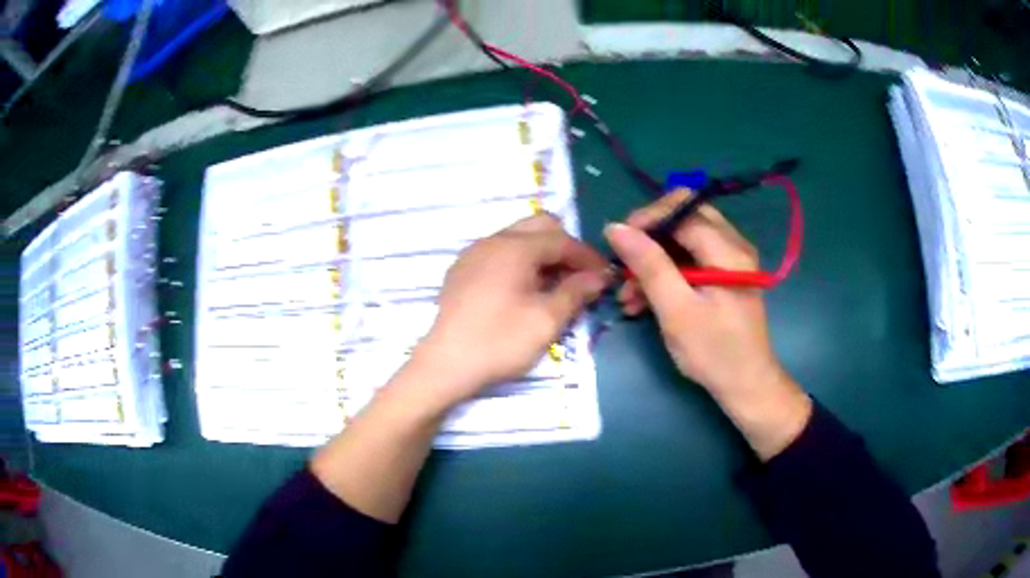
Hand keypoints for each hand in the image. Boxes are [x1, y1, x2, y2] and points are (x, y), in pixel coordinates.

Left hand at [415, 213, 607, 406]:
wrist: (446, 364)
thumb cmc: (500, 342)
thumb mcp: (546, 320)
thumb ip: (575, 292)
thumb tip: (597, 278)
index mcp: (515, 248)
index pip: (561, 239)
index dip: (587, 257)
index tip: (605, 277)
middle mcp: (492, 241)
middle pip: (538, 228)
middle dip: (564, 247)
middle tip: (579, 277)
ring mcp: (473, 254)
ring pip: (517, 239)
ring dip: (541, 254)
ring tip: (555, 285)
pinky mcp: (461, 271)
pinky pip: (498, 254)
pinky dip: (519, 263)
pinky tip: (523, 291)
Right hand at [605, 190, 810, 459]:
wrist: (746, 385)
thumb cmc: (713, 352)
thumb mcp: (676, 310)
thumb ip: (649, 265)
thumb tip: (615, 228)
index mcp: (727, 249)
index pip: (682, 210)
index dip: (646, 219)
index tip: (617, 244)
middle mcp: (733, 244)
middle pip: (685, 215)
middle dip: (650, 236)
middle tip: (625, 263)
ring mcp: (730, 258)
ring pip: (685, 237)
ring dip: (654, 258)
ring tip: (628, 293)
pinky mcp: (724, 274)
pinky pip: (691, 257)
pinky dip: (667, 271)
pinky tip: (644, 299)